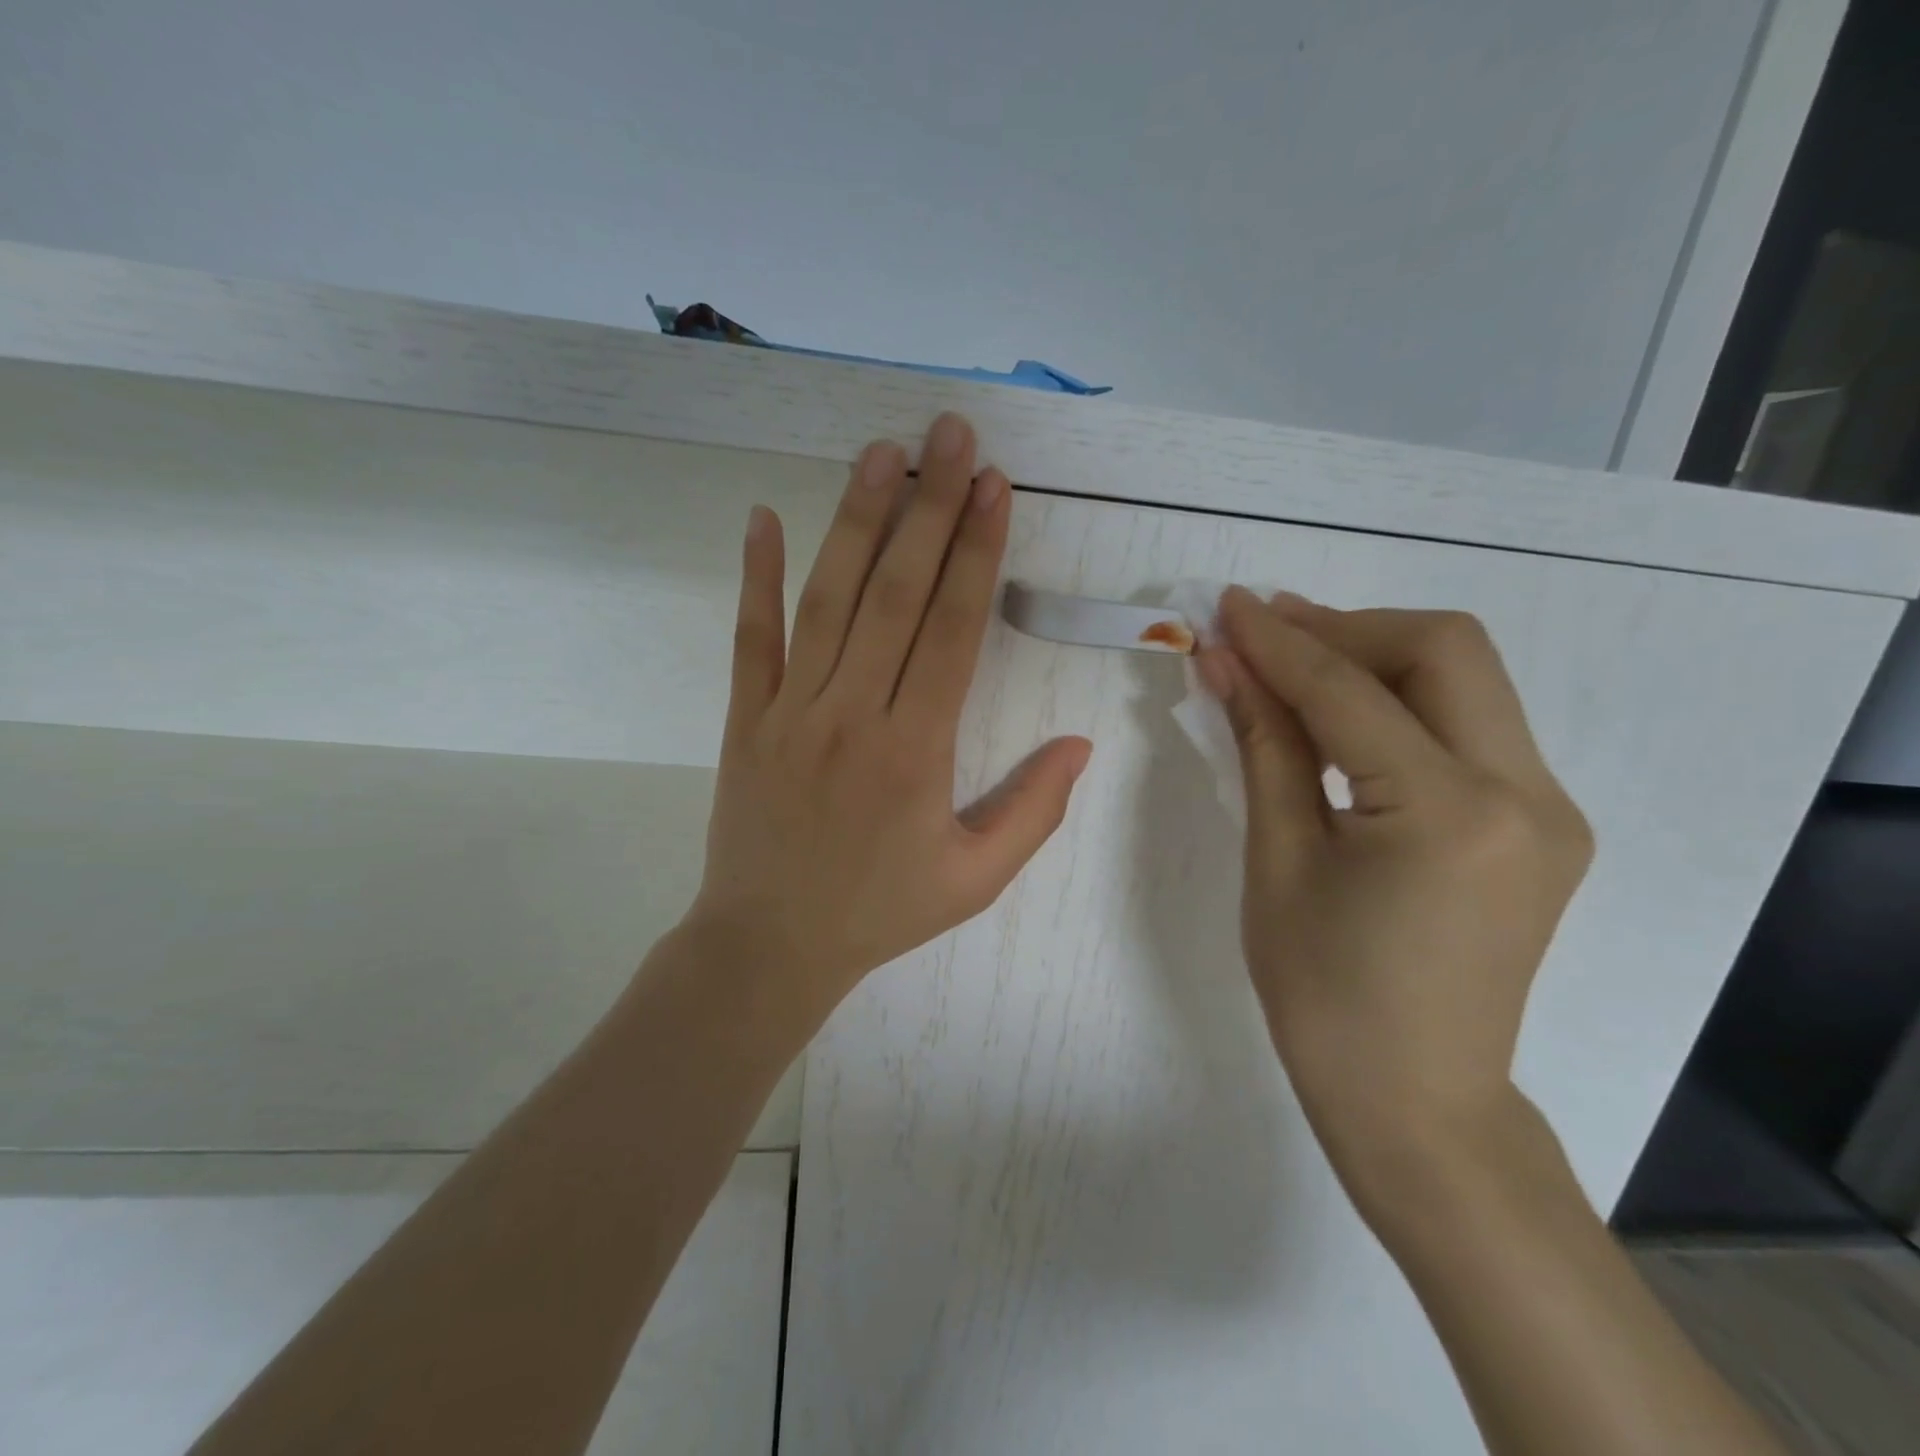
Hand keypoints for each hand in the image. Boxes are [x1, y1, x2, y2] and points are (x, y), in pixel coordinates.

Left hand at [689, 413, 1091, 1014]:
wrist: (768, 946)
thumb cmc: (879, 913)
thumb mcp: (974, 879)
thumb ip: (1033, 812)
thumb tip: (1080, 744)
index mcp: (915, 750)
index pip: (950, 630)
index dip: (975, 553)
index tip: (992, 486)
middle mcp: (852, 714)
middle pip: (894, 594)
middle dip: (928, 507)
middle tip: (950, 433)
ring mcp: (790, 711)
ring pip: (827, 600)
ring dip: (854, 520)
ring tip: (881, 452)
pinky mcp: (744, 719)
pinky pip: (749, 638)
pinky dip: (754, 576)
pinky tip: (763, 517)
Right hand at [1197, 588, 1592, 1210]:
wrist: (1414, 1100)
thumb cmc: (1322, 994)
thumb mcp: (1277, 861)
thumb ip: (1263, 745)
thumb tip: (1227, 662)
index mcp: (1448, 814)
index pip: (1350, 691)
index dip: (1280, 641)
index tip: (1226, 605)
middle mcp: (1525, 794)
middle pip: (1446, 650)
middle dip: (1347, 626)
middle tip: (1267, 629)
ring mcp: (1547, 808)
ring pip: (1468, 678)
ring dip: (1377, 654)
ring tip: (1294, 657)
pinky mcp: (1541, 823)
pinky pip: (1471, 726)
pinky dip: (1402, 700)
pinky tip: (1342, 713)